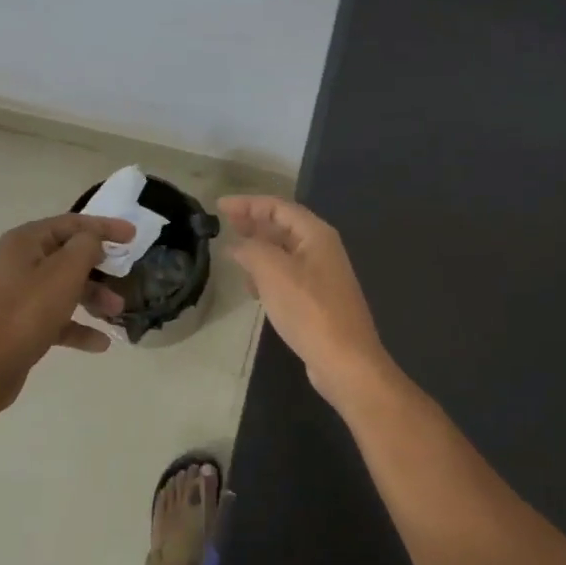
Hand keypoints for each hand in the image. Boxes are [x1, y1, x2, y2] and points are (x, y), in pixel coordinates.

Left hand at [0, 213, 133, 411]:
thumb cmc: (26, 314)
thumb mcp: (64, 273)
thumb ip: (86, 247)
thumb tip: (93, 239)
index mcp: (25, 242)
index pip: (72, 223)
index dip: (105, 227)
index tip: (134, 236)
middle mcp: (18, 262)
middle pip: (68, 256)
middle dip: (100, 268)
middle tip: (126, 277)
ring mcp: (17, 294)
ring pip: (64, 288)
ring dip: (93, 297)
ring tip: (117, 313)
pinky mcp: (19, 323)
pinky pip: (56, 317)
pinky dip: (78, 326)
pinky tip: (100, 343)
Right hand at [218, 195, 395, 405]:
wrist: (345, 361)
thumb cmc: (309, 310)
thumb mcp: (273, 273)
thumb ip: (251, 250)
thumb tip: (237, 245)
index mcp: (316, 235)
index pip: (278, 207)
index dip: (248, 203)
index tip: (220, 206)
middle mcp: (322, 249)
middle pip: (283, 226)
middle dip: (254, 223)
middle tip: (225, 224)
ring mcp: (322, 275)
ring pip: (284, 252)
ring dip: (259, 250)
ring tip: (234, 255)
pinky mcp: (317, 299)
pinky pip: (287, 275)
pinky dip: (268, 274)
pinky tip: (253, 288)